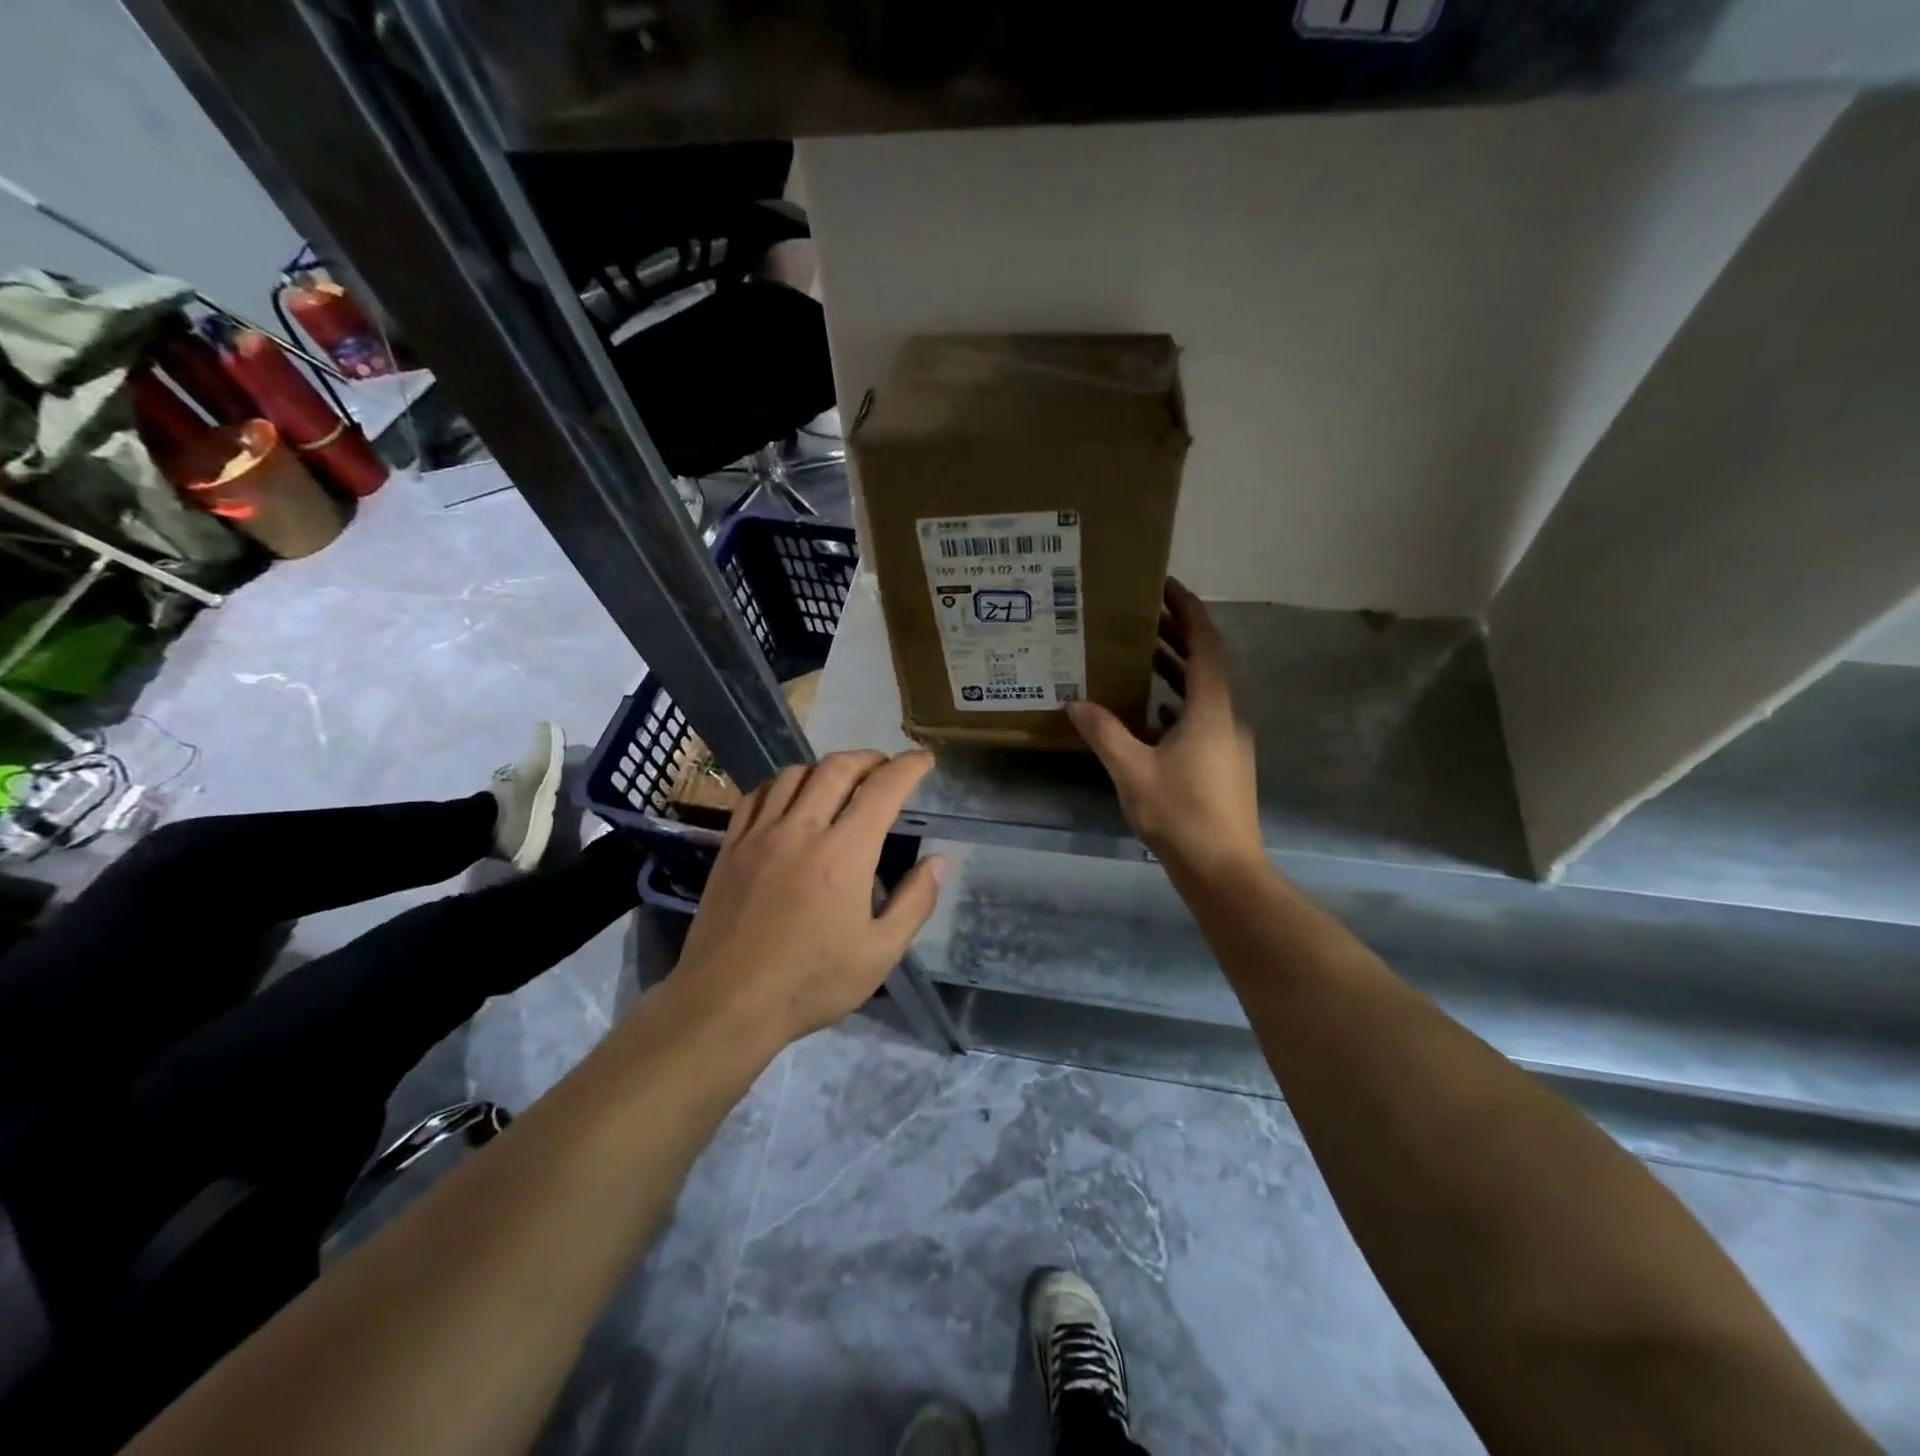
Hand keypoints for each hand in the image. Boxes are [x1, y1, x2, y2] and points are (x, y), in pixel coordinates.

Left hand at [670, 749, 943, 1049]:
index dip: (909, 767)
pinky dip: (782, 784)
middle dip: (869, 758)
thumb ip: (914, 903)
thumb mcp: (879, 954)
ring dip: (825, 768)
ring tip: (840, 782)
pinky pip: (757, 795)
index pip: (883, 789)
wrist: (726, 1003)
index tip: (924, 759)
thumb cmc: (811, 983)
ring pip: (795, 774)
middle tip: (885, 768)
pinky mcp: (731, 846)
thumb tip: (937, 862)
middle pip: (837, 768)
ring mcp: (760, 835)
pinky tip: (789, 799)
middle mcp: (802, 829)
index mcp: (844, 853)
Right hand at [1068, 580, 1263, 880]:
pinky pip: (1201, 717)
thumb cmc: (1180, 813)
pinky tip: (1149, 713)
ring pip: (1203, 692)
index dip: (1188, 611)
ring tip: (1139, 655)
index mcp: (1211, 709)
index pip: (1205, 644)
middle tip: (1141, 616)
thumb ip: (1105, 732)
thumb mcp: (1132, 770)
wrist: (1223, 869)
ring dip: (1176, 670)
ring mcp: (1230, 741)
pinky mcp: (1225, 763)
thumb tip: (1077, 702)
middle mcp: (1227, 717)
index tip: (1165, 587)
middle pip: (1206, 663)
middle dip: (1177, 635)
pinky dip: (1177, 703)